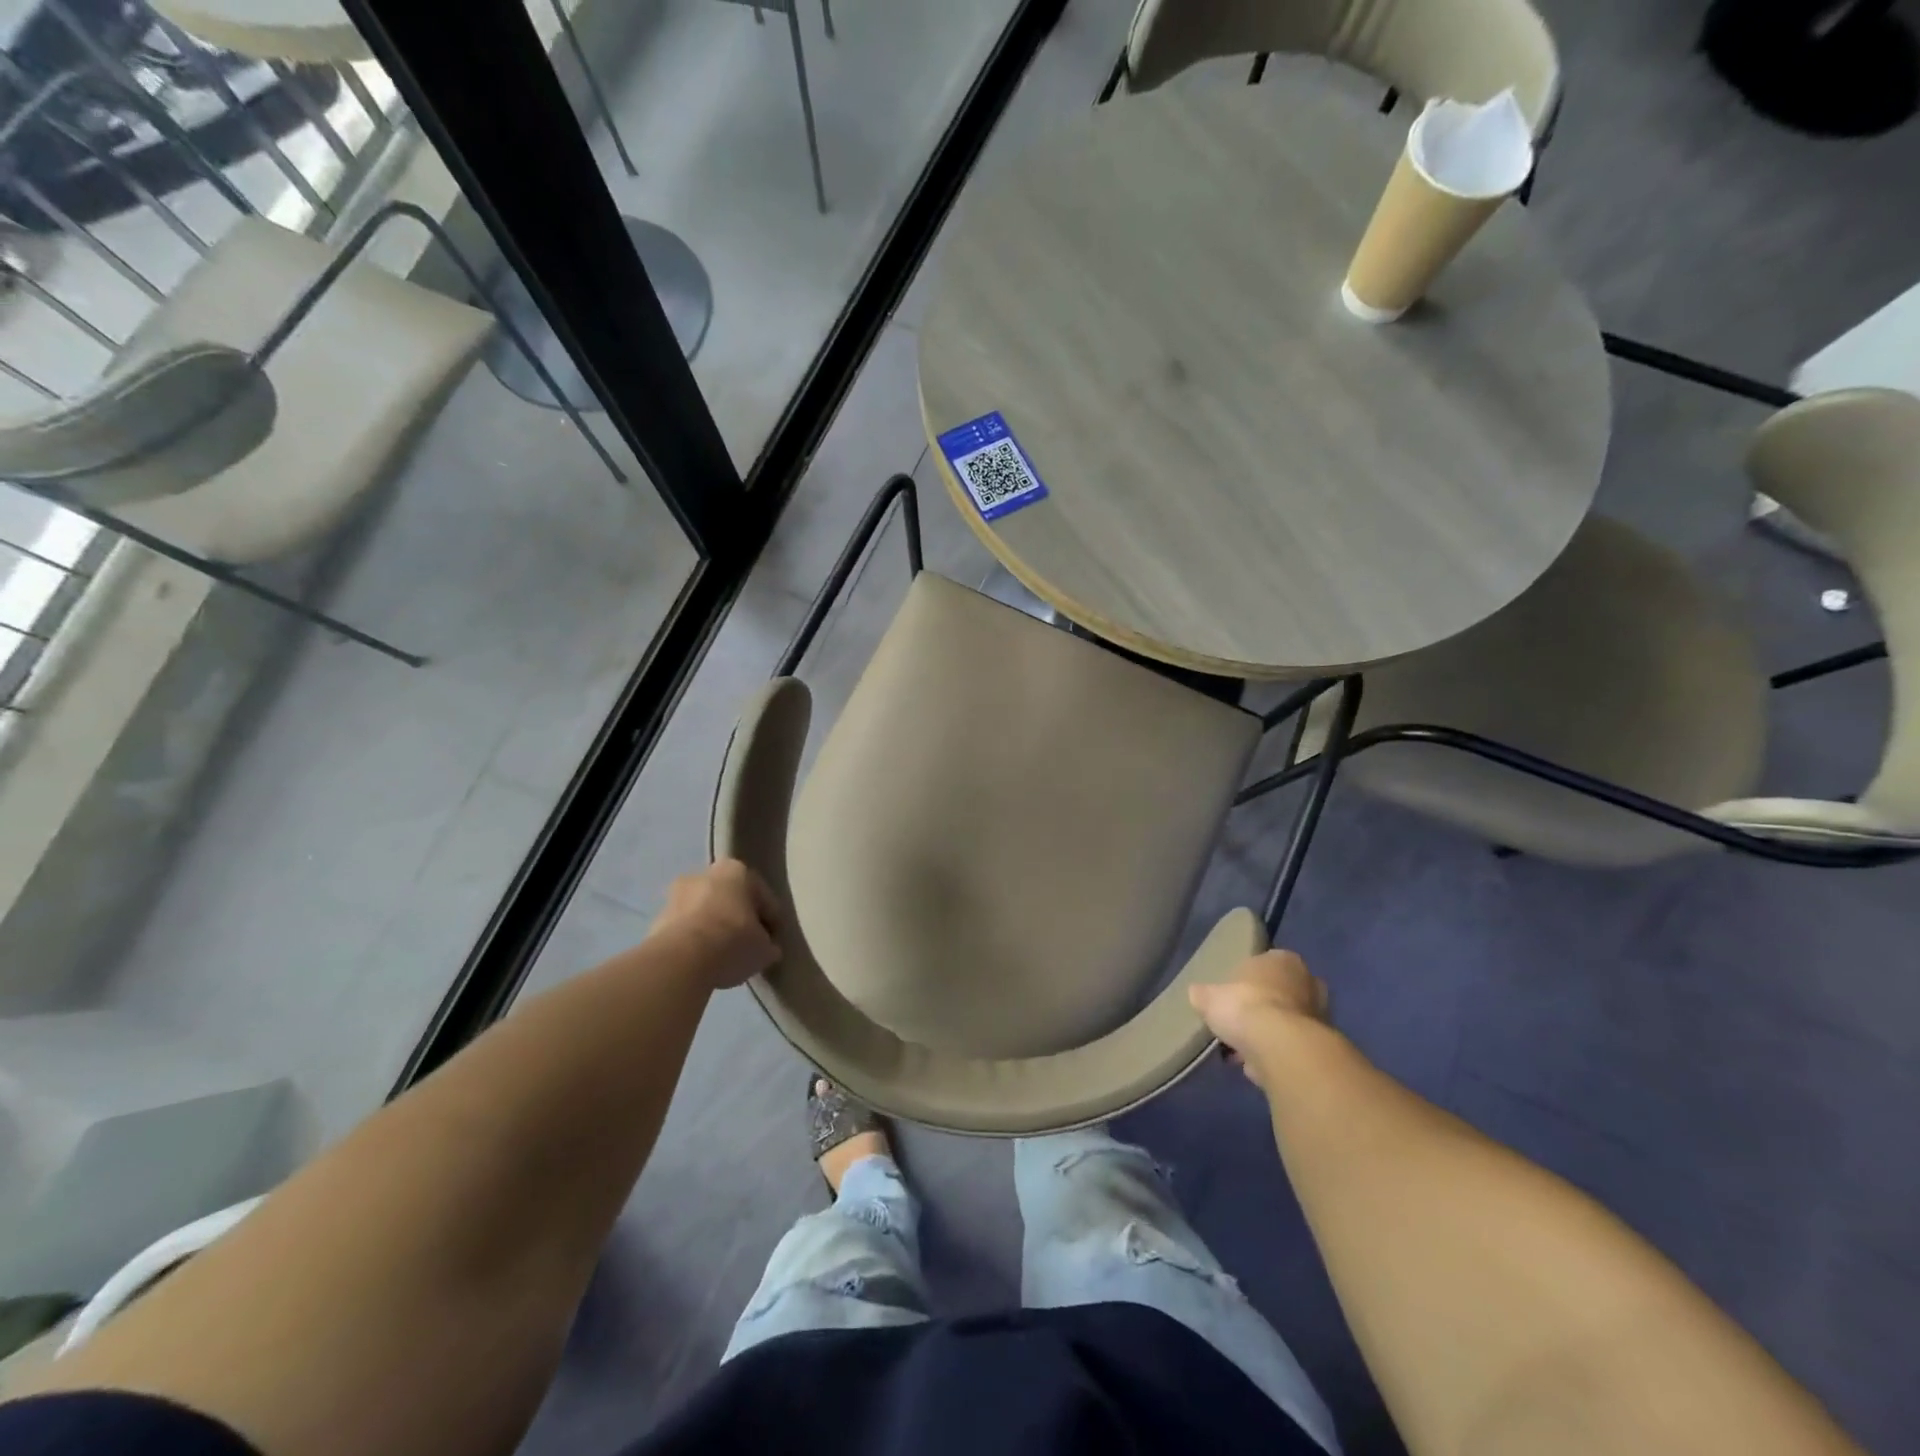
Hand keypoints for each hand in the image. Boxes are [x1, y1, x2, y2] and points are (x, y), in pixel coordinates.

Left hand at [654, 860, 780, 990]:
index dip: (771, 921)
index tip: (773, 941)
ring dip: (713, 928)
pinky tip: (702, 961)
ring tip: (723, 956)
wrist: (680, 960)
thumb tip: (767, 948)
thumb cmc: (732, 942)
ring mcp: (676, 895)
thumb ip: (768, 944)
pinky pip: (685, 929)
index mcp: (737, 870)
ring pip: (705, 912)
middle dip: (738, 918)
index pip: (763, 897)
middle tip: (747, 944)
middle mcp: (705, 873)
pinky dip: (694, 941)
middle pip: (730, 899)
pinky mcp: (656, 919)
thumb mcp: (764, 949)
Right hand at [1188, 950, 1328, 1088]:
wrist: (1282, 1048)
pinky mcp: (1323, 1046)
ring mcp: (1321, 1015)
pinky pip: (1293, 1048)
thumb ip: (1204, 994)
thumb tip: (1196, 993)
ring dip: (1270, 1035)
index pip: (1264, 964)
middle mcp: (1308, 981)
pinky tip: (1258, 1067)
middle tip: (1240, 1024)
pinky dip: (1278, 1055)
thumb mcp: (1209, 997)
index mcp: (1283, 959)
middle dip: (1263, 1008)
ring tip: (1243, 1052)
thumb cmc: (1245, 1006)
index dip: (1246, 981)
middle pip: (1280, 993)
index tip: (1232, 997)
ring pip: (1289, 1023)